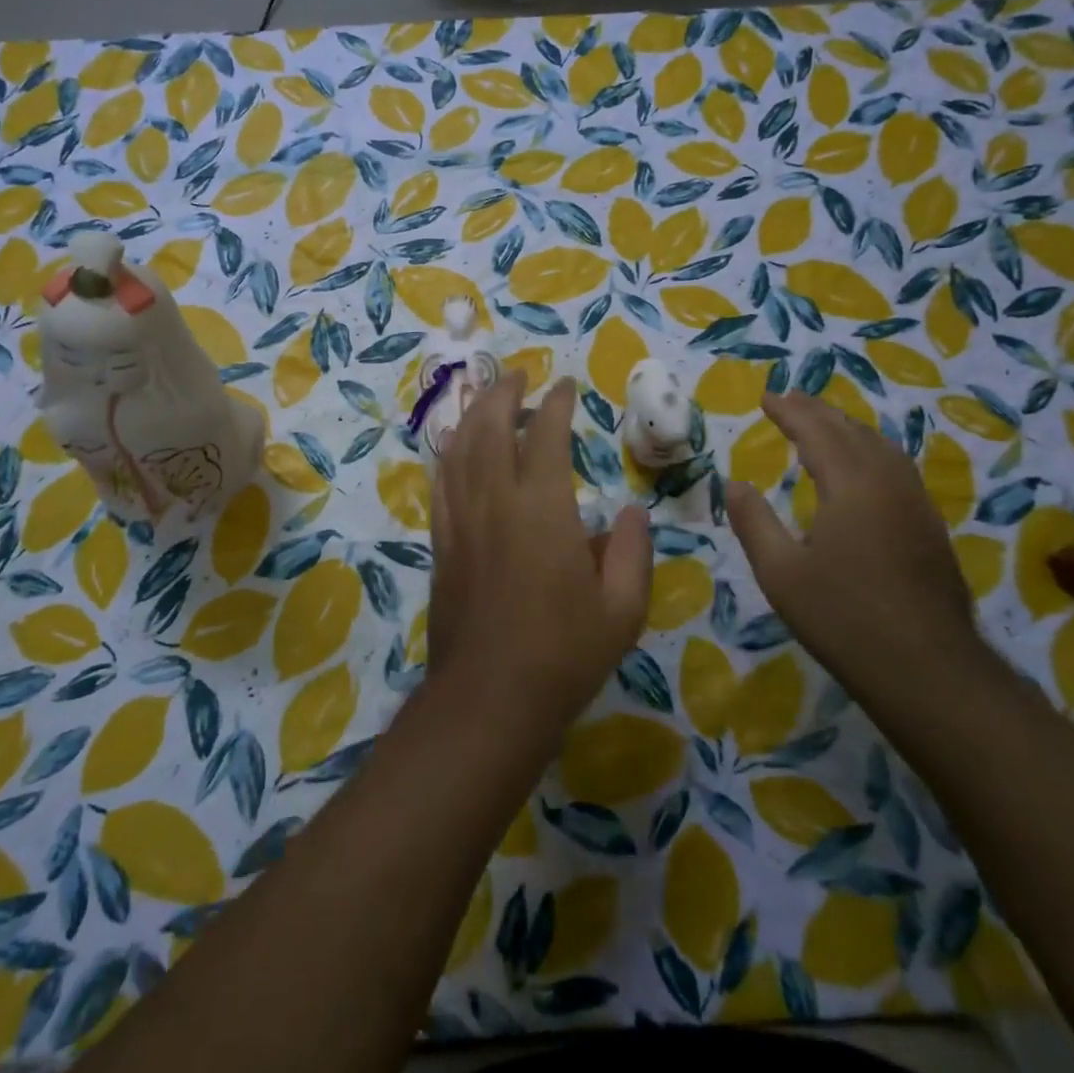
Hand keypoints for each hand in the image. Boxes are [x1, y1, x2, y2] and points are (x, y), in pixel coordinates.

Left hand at [428, 373, 652, 735]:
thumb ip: (632, 552)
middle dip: (503, 393)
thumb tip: (631, 511)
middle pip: (491, 428)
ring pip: (459, 448)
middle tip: (517, 375)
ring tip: (485, 396)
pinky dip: (449, 453)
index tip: (565, 387)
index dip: (556, 405)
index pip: (546, 436)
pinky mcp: (441, 541)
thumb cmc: (564, 654)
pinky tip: (455, 446)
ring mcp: (461, 520)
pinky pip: (441, 482)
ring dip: (472, 414)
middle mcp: (496, 501)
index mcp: (543, 509)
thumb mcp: (622, 609)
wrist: (489, 697)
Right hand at [725, 391, 979, 680]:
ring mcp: (916, 505)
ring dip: (848, 428)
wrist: (928, 669)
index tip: (767, 397)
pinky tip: (863, 468)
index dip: (790, 412)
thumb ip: (754, 522)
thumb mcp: (780, 573)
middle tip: (790, 399)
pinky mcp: (930, 528)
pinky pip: (897, 468)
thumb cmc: (842, 618)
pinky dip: (870, 450)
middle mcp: (888, 484)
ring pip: (882, 447)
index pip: (817, 433)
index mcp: (852, 486)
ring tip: (824, 423)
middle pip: (853, 432)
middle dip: (819, 411)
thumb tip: (734, 483)